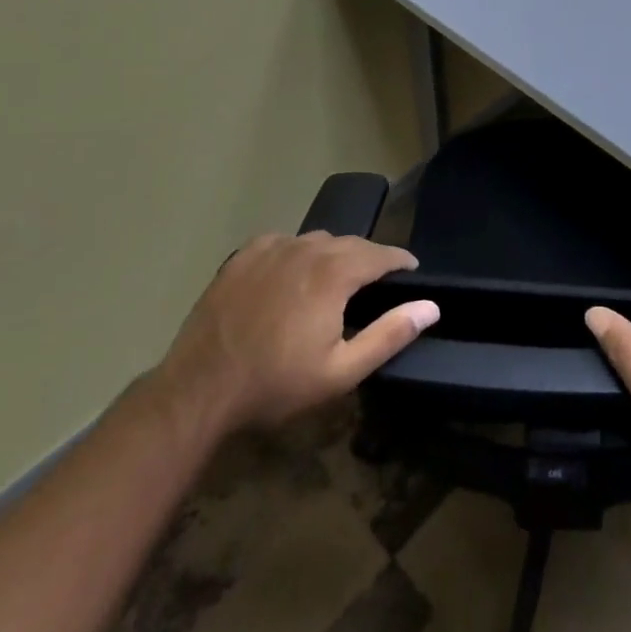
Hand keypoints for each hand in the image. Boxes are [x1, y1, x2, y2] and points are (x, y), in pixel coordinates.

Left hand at [154, 232, 438, 441]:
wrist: (199, 390)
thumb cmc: (276, 384)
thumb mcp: (341, 371)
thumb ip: (390, 334)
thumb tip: (431, 307)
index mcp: (334, 273)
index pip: (381, 253)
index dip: (400, 260)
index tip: (411, 270)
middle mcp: (306, 249)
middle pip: (350, 243)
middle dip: (369, 258)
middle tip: (376, 281)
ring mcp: (271, 249)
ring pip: (316, 240)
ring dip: (333, 254)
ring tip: (335, 279)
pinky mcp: (243, 257)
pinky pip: (283, 242)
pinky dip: (297, 252)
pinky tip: (293, 274)